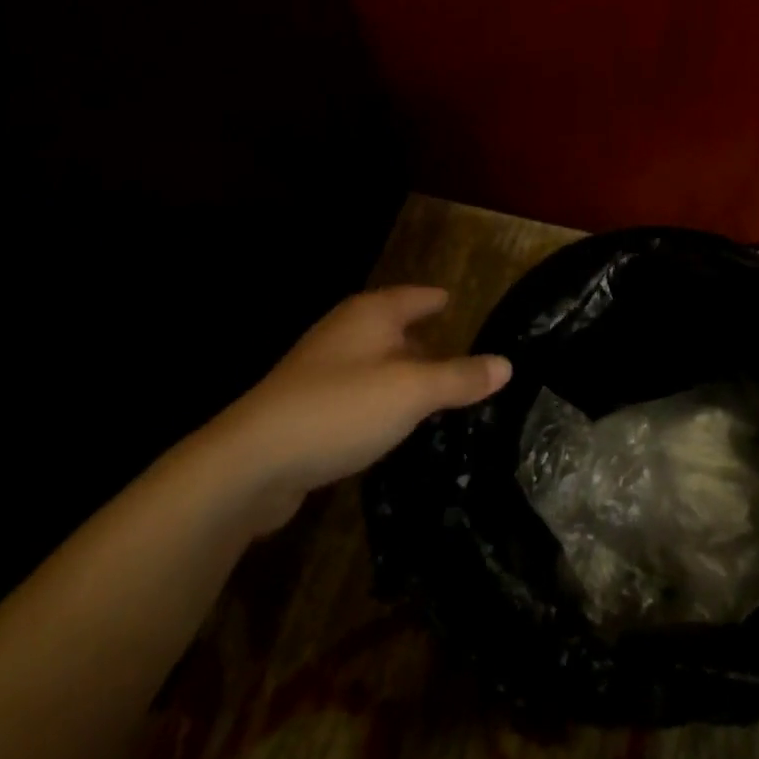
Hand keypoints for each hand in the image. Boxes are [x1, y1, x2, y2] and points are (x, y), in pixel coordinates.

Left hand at [172, 286, 511, 534]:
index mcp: (371, 314)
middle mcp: (345, 332)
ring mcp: (321, 370)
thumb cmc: (341, 408)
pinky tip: (394, 426)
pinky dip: (380, 403)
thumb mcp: (413, 392)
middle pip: (395, 328)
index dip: (440, 300)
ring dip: (403, 376)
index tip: (462, 305)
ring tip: (437, 394)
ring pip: (376, 364)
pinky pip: (357, 395)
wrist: (252, 462)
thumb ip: (460, 378)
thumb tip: (506, 364)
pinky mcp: (307, 408)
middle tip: (463, 357)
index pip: (417, 296)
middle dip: (426, 341)